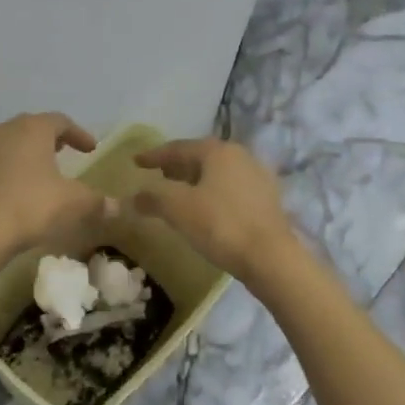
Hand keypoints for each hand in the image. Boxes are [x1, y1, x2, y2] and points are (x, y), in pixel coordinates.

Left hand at [0, 113, 112, 259]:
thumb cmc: (30, 205)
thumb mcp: (72, 203)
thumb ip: (96, 201)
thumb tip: (117, 207)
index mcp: (32, 128)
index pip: (61, 121)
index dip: (79, 134)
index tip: (91, 149)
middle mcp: (5, 130)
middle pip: (33, 127)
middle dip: (52, 139)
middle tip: (66, 152)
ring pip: (11, 142)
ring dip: (29, 152)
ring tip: (42, 169)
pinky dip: (12, 167)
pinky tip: (20, 187)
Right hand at [132, 138, 297, 286]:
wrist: (271, 257)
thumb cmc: (220, 225)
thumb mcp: (178, 209)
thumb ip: (153, 198)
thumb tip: (134, 197)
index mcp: (218, 151)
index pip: (179, 148)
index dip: (154, 155)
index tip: (136, 161)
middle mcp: (240, 156)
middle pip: (201, 157)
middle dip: (177, 165)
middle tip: (158, 174)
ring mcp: (258, 176)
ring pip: (218, 172)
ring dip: (196, 179)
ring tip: (179, 192)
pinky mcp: (267, 199)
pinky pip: (231, 188)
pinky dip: (213, 192)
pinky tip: (206, 208)